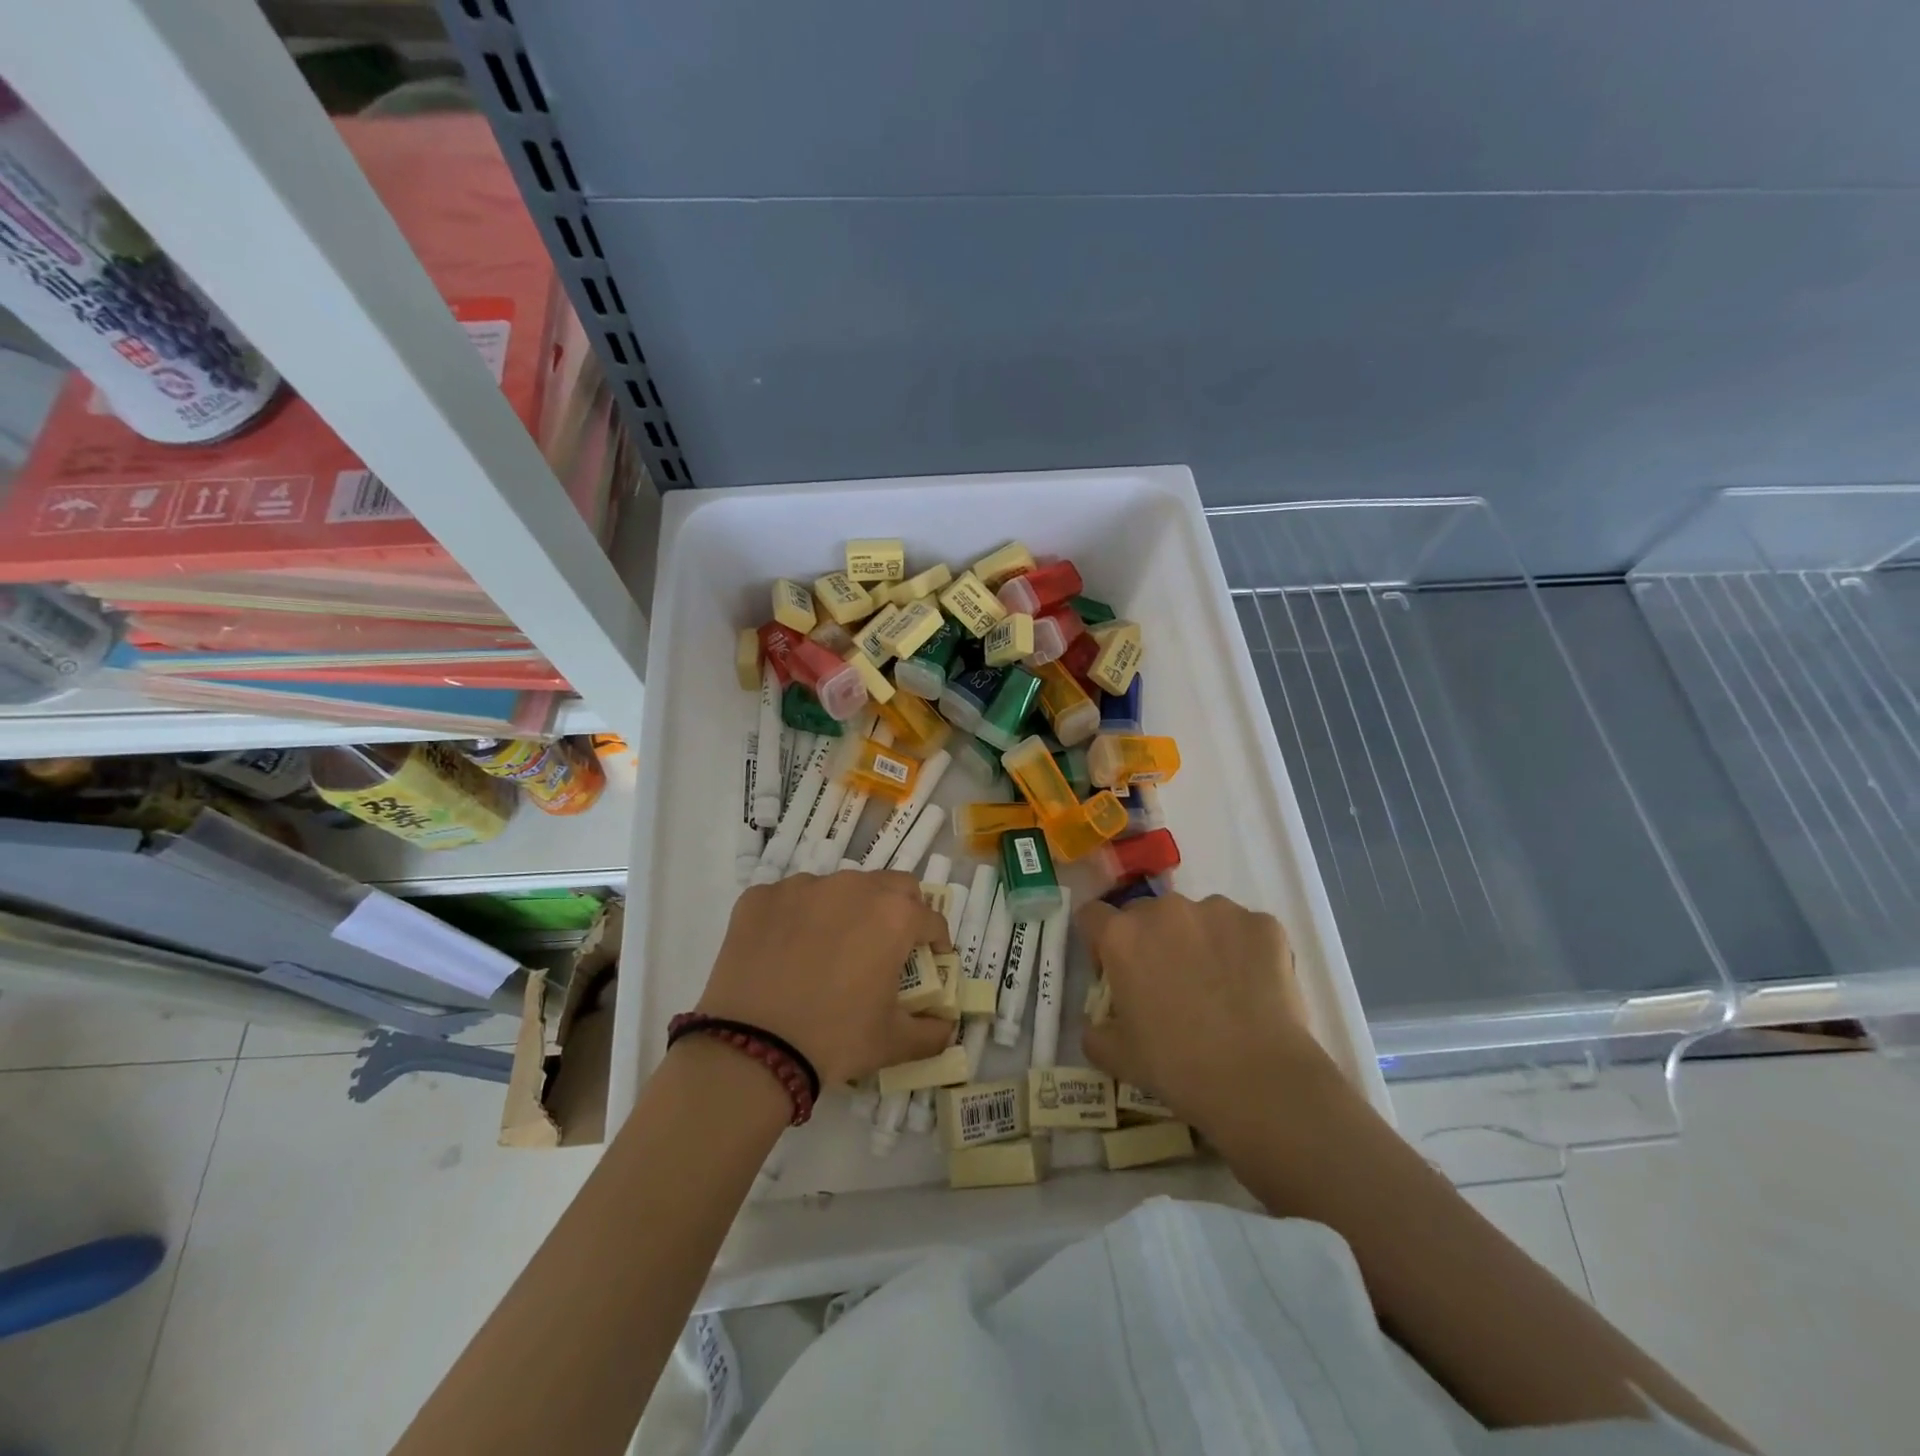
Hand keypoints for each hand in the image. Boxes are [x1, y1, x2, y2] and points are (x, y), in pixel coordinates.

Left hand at [694, 871, 953, 1086]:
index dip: (936, 942)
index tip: (930, 961)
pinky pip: (790, 899)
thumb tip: (947, 1027)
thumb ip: (932, 1032)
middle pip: (891, 886)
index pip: (931, 918)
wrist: (751, 1048)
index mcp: (893, 915)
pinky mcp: (761, 896)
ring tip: (830, 950)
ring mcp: (803, 886)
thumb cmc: (834, 1039)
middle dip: (899, 910)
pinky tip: (786, 952)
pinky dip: (797, 917)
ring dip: (846, 910)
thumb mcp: (893, 1043)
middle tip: (887, 946)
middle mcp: (852, 887)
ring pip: (838, 888)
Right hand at [1078, 893, 1338, 1132]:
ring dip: (1198, 941)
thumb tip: (1097, 1024)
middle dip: (1151, 941)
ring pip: (1197, 918)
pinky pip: (1244, 930)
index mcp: (1122, 936)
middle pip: (1146, 913)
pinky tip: (1253, 987)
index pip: (1093, 916)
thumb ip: (1095, 1031)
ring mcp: (1217, 911)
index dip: (1100, 944)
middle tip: (1169, 984)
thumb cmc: (1177, 1067)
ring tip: (1218, 987)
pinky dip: (1243, 950)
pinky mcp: (1262, 924)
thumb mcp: (1117, 1057)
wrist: (1259, 1080)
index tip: (1114, 973)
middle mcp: (1165, 910)